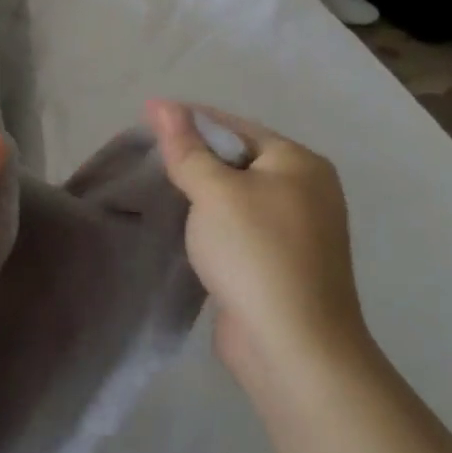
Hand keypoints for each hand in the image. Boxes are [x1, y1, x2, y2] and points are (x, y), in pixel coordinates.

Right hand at [146, 100, 368, 395]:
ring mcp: (297, 231)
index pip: (234, 126)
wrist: (294, 349)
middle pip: (237, 159)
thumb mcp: (214, 191)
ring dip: (200, 192)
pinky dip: (211, 223)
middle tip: (147, 158)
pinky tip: (183, 226)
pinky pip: (239, 227)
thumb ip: (186, 146)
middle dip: (194, 157)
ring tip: (157, 189)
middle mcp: (306, 191)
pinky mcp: (281, 264)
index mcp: (299, 163)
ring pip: (236, 196)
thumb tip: (160, 103)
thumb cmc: (256, 253)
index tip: (146, 122)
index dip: (189, 120)